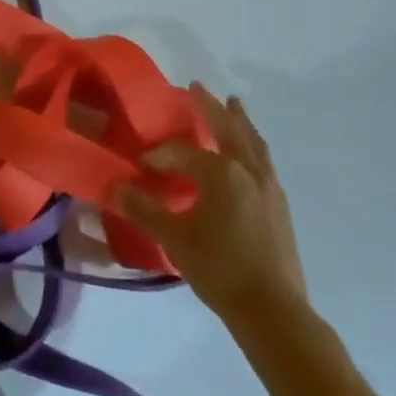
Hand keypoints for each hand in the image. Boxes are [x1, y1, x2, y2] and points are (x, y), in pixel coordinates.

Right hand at [115, 85, 306, 320]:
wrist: (272, 309)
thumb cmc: (219, 269)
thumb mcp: (174, 239)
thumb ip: (144, 210)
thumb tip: (116, 187)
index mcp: (221, 172)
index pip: (183, 152)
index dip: (160, 155)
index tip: (141, 164)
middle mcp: (247, 169)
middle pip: (227, 128)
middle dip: (210, 106)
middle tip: (198, 86)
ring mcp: (269, 185)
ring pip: (252, 141)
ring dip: (239, 120)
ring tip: (234, 104)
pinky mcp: (280, 203)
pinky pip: (264, 159)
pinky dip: (253, 144)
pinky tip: (250, 152)